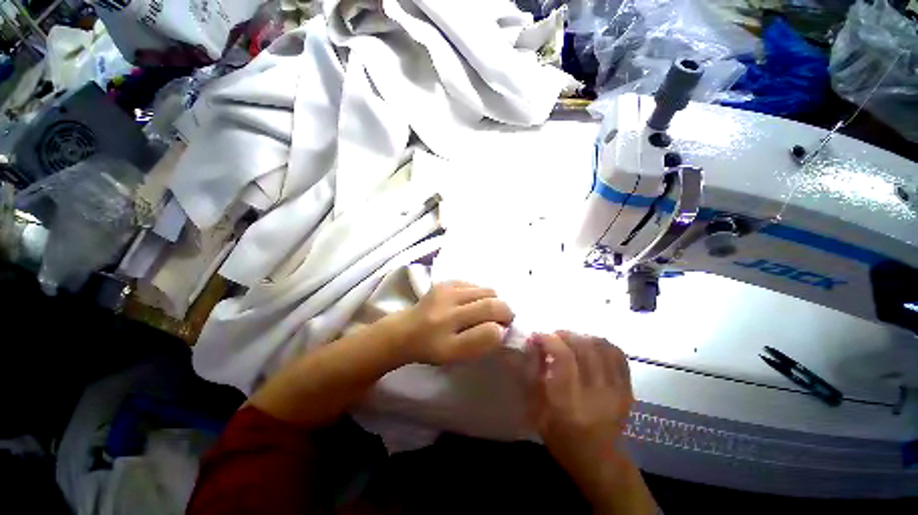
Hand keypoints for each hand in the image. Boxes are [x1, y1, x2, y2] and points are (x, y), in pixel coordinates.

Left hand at [387, 281, 514, 365]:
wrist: (406, 330)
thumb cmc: (432, 347)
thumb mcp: (455, 355)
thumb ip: (480, 343)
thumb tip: (500, 328)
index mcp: (449, 333)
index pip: (490, 327)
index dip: (503, 327)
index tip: (502, 331)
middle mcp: (448, 307)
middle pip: (492, 303)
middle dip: (504, 311)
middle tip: (501, 320)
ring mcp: (446, 290)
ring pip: (487, 290)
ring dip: (493, 301)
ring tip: (485, 312)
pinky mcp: (446, 282)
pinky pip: (475, 284)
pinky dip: (481, 294)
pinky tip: (472, 303)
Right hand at [526, 331, 639, 507]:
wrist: (600, 462)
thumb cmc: (562, 438)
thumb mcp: (538, 411)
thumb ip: (535, 377)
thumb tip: (533, 346)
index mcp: (570, 402)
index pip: (564, 357)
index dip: (549, 340)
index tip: (537, 336)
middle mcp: (596, 393)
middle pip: (584, 348)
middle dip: (565, 334)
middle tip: (553, 336)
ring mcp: (616, 390)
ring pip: (602, 347)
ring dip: (582, 336)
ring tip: (571, 340)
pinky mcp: (627, 389)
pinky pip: (617, 355)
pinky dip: (602, 344)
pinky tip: (590, 346)